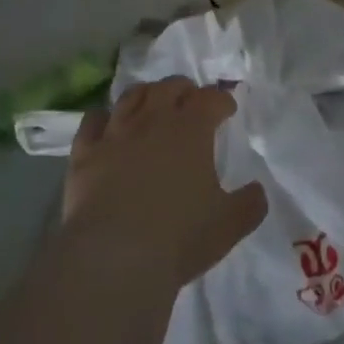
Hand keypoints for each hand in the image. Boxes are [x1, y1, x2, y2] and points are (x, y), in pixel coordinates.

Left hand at [62, 78, 267, 290]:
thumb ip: (249, 204)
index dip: (221, 100)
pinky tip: (106, 124)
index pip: (211, 98)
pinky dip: (102, 118)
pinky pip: (92, 121)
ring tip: (151, 104)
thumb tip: (258, 191)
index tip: (227, 109)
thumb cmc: (179, 237)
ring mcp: (116, 132)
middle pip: (170, 86)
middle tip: (190, 102)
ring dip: (146, 95)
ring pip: (132, 96)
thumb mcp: (228, 225)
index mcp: (192, 129)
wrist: (114, 257)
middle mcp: (154, 119)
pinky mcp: (85, 153)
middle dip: (184, 89)